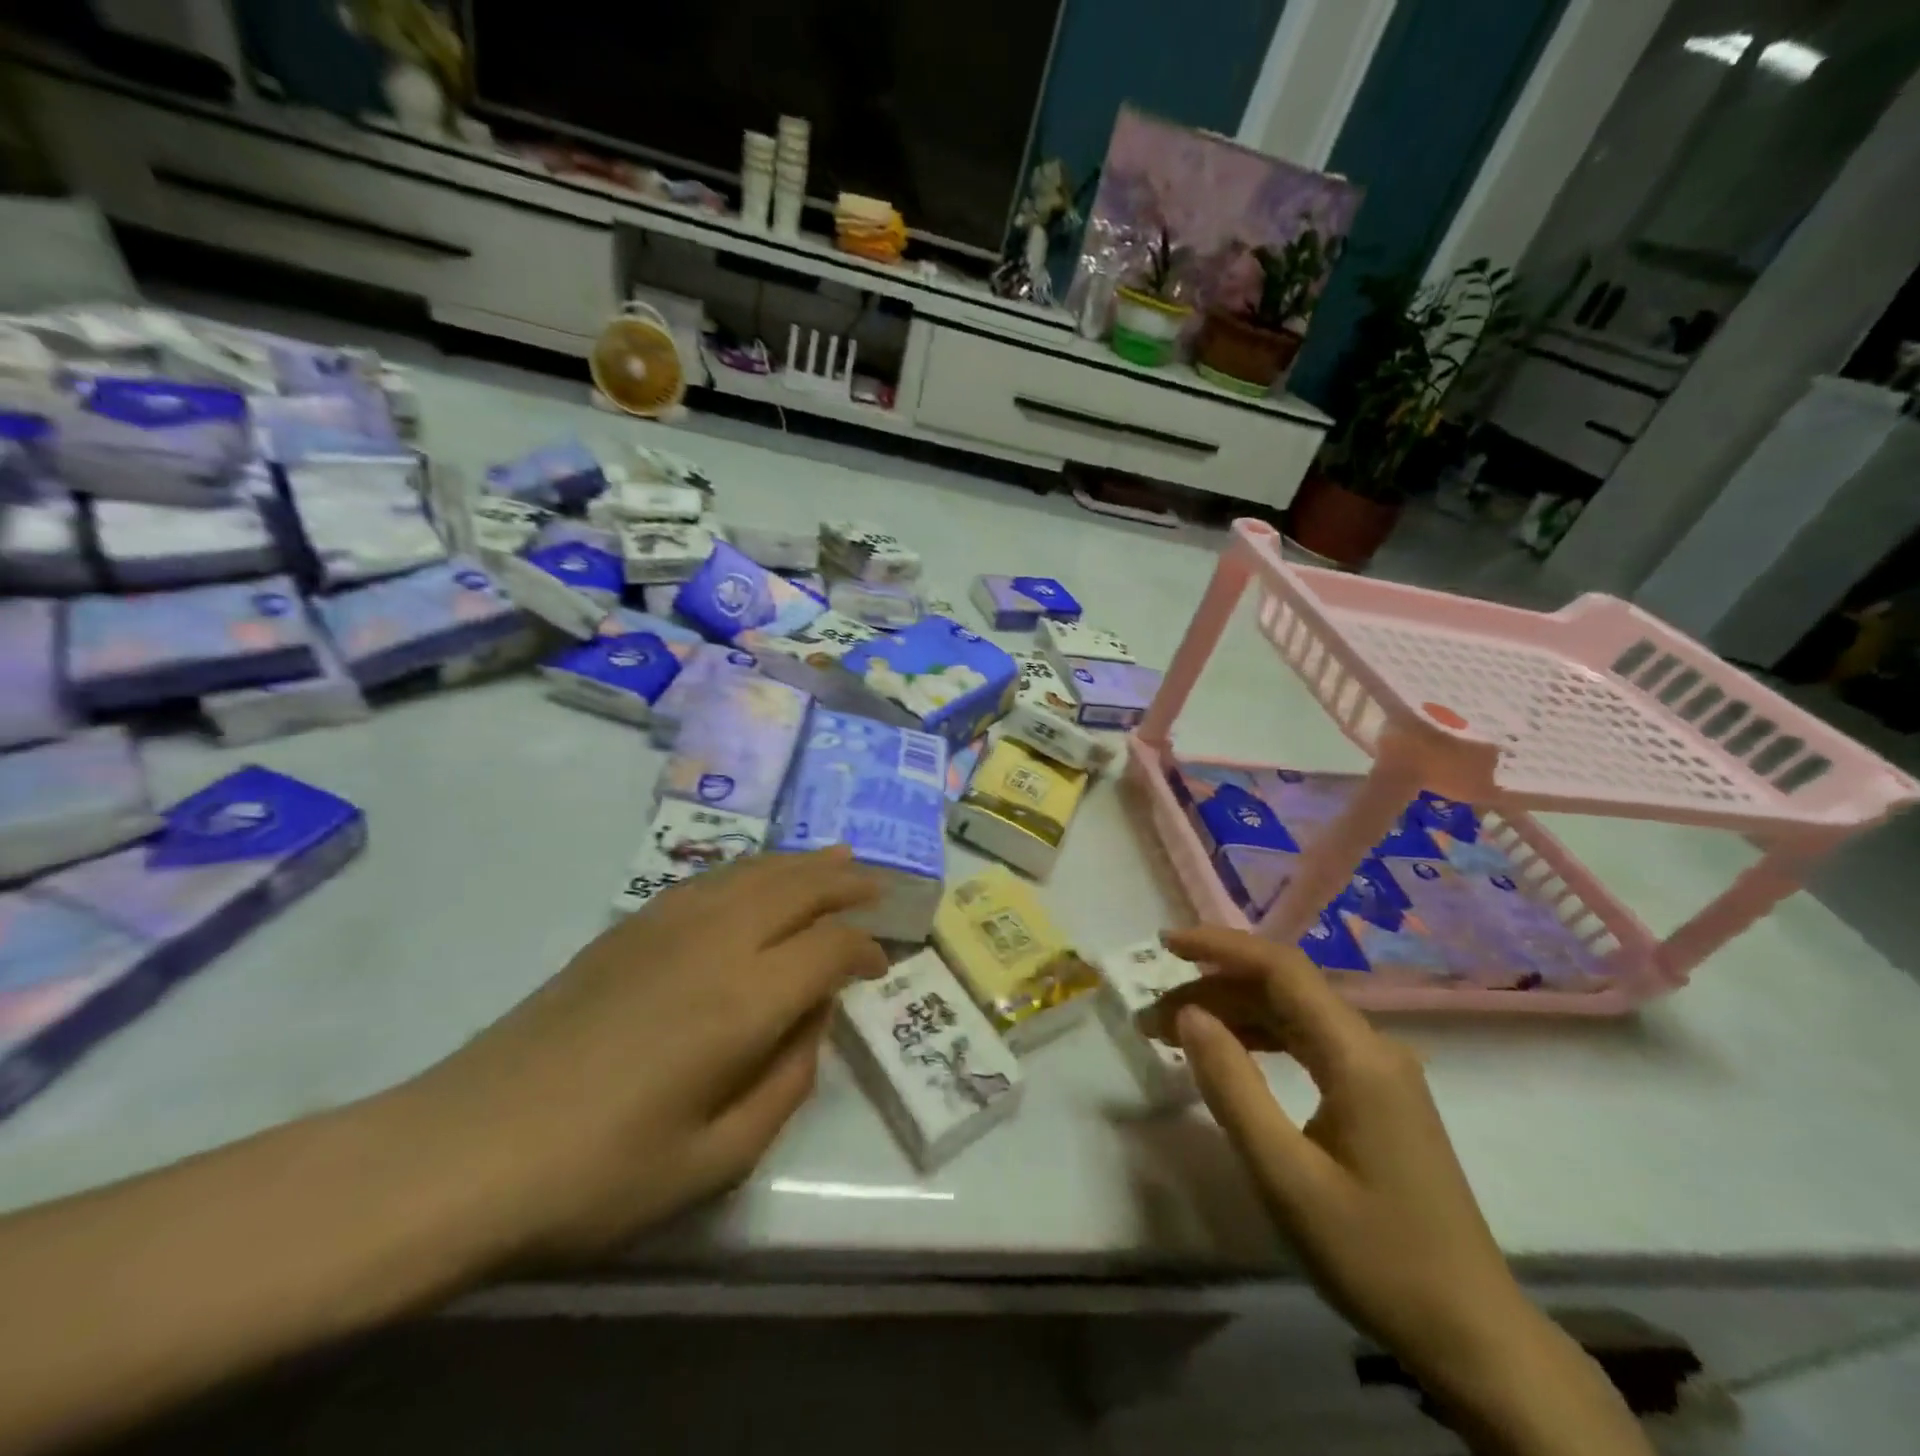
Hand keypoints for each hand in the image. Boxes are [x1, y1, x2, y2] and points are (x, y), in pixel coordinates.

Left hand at [398, 848, 884, 1263]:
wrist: (463, 1150)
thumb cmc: (597, 1175)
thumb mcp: (715, 1161)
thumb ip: (784, 1083)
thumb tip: (810, 1019)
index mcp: (742, 1001)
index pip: (828, 948)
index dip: (864, 949)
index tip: (879, 966)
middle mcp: (714, 943)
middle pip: (797, 888)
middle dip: (845, 884)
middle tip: (878, 885)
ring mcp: (666, 925)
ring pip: (754, 872)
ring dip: (802, 864)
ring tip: (837, 858)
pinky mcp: (628, 927)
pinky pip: (710, 879)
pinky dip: (751, 869)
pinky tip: (758, 877)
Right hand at [1166, 928, 1651, 1455]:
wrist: (1471, 1335)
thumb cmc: (1374, 1255)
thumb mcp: (1285, 1175)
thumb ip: (1232, 1087)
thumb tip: (1189, 1015)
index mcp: (1358, 1055)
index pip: (1281, 968)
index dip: (1219, 946)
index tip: (1164, 943)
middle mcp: (1373, 1046)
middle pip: (1283, 988)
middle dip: (1213, 989)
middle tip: (1153, 1018)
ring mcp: (1379, 1070)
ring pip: (1293, 1014)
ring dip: (1232, 1014)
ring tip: (1175, 1035)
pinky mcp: (1377, 1095)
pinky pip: (1308, 1043)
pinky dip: (1259, 1039)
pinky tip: (1229, 1056)